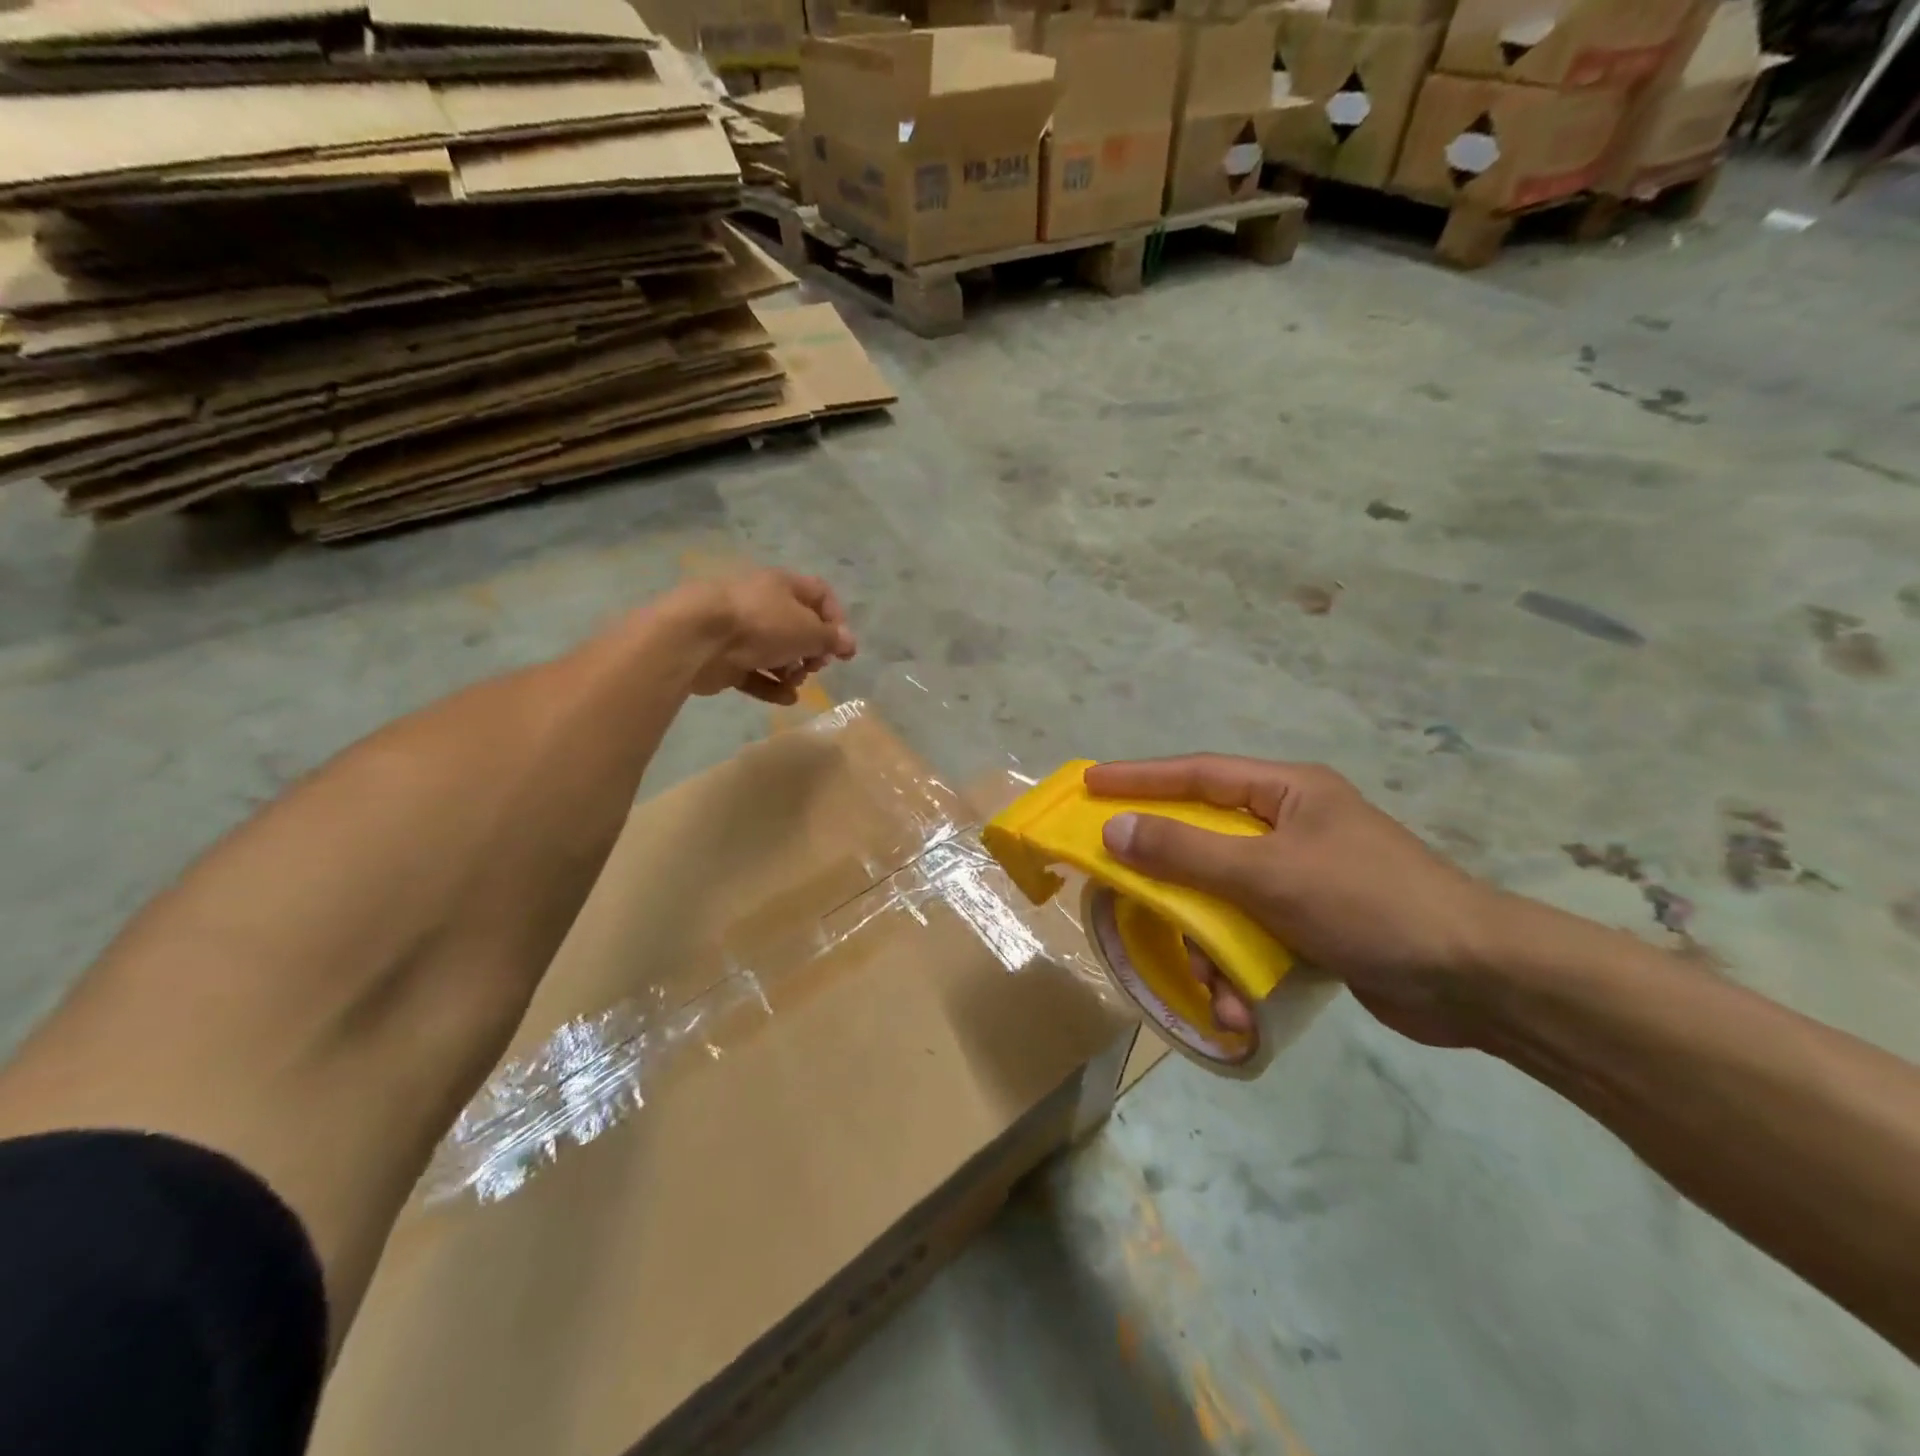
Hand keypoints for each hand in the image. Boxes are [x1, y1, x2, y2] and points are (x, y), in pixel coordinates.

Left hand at [676, 570, 856, 704]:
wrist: (698, 638)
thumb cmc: (761, 624)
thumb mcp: (807, 630)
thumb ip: (831, 638)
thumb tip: (848, 643)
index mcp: (783, 585)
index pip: (819, 594)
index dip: (835, 619)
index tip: (840, 646)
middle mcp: (762, 604)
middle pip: (798, 627)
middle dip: (812, 650)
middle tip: (814, 665)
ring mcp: (741, 632)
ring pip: (777, 652)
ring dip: (792, 671)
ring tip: (794, 682)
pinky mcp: (726, 659)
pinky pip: (756, 674)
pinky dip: (772, 686)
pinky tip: (785, 698)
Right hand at [1084, 755, 1507, 1048]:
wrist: (1477, 981)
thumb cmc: (1368, 904)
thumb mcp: (1267, 873)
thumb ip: (1186, 852)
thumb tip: (1114, 830)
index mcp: (1286, 793)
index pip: (1196, 774)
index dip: (1138, 778)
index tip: (1090, 783)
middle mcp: (1289, 827)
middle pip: (1202, 842)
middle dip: (1169, 883)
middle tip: (1122, 892)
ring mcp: (1301, 877)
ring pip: (1221, 899)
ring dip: (1207, 945)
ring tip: (1212, 986)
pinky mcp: (1311, 924)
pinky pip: (1250, 935)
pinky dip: (1239, 970)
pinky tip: (1242, 1009)